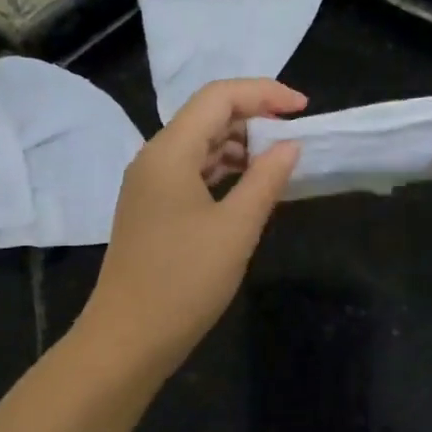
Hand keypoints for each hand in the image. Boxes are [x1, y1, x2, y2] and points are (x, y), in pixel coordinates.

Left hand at [78, 78, 304, 374]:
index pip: (218, 97)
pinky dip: (223, 172)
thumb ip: (266, 179)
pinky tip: (250, 188)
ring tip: (279, 162)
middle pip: (206, 117)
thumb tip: (289, 146)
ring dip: (240, 147)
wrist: (128, 338)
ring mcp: (149, 186)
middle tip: (295, 138)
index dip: (264, 93)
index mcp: (169, 152)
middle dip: (253, 118)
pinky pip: (191, 174)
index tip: (303, 109)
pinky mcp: (151, 210)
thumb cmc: (184, 281)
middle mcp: (154, 159)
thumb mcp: (236, 228)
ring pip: (199, 146)